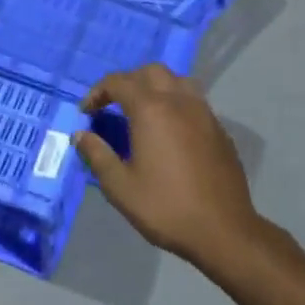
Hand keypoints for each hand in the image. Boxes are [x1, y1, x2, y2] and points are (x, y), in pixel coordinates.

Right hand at [75, 65, 265, 268]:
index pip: (119, 82)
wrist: (224, 231)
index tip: (86, 112)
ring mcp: (204, 114)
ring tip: (143, 110)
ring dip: (155, 87)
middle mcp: (179, 102)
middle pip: (151, 72)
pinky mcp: (219, 130)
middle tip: (113, 105)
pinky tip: (170, 131)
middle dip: (128, 82)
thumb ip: (97, 155)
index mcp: (151, 110)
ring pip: (177, 81)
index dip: (97, 92)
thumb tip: (80, 134)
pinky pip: (194, 101)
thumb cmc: (165, 207)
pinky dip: (176, 103)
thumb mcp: (120, 186)